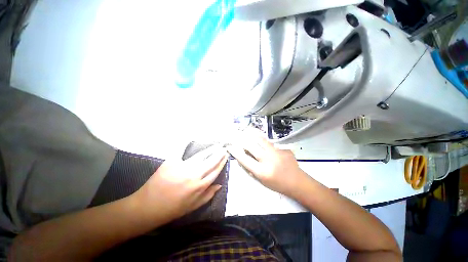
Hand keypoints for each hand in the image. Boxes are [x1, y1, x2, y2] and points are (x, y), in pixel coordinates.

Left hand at [133, 145, 228, 221]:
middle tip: (223, 148)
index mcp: (200, 186)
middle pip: (211, 161)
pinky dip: (186, 145)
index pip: (215, 171)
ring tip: (215, 146)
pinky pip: (182, 152)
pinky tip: (192, 141)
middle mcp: (194, 175)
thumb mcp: (193, 206)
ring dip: (210, 150)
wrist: (148, 207)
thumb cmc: (173, 209)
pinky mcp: (172, 162)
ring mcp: (183, 167)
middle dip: (219, 154)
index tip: (226, 156)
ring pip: (201, 156)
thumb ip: (208, 195)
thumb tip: (219, 185)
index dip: (222, 162)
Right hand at [227, 131, 307, 195]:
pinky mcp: (283, 148)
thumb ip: (252, 169)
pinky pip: (270, 142)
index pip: (244, 159)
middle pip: (251, 146)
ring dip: (252, 135)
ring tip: (247, 130)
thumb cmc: (278, 184)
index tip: (230, 147)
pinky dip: (264, 141)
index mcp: (262, 171)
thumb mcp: (262, 180)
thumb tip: (243, 158)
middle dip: (242, 141)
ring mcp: (277, 152)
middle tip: (237, 137)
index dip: (235, 152)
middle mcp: (268, 160)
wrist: (298, 182)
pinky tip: (263, 140)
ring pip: (261, 140)